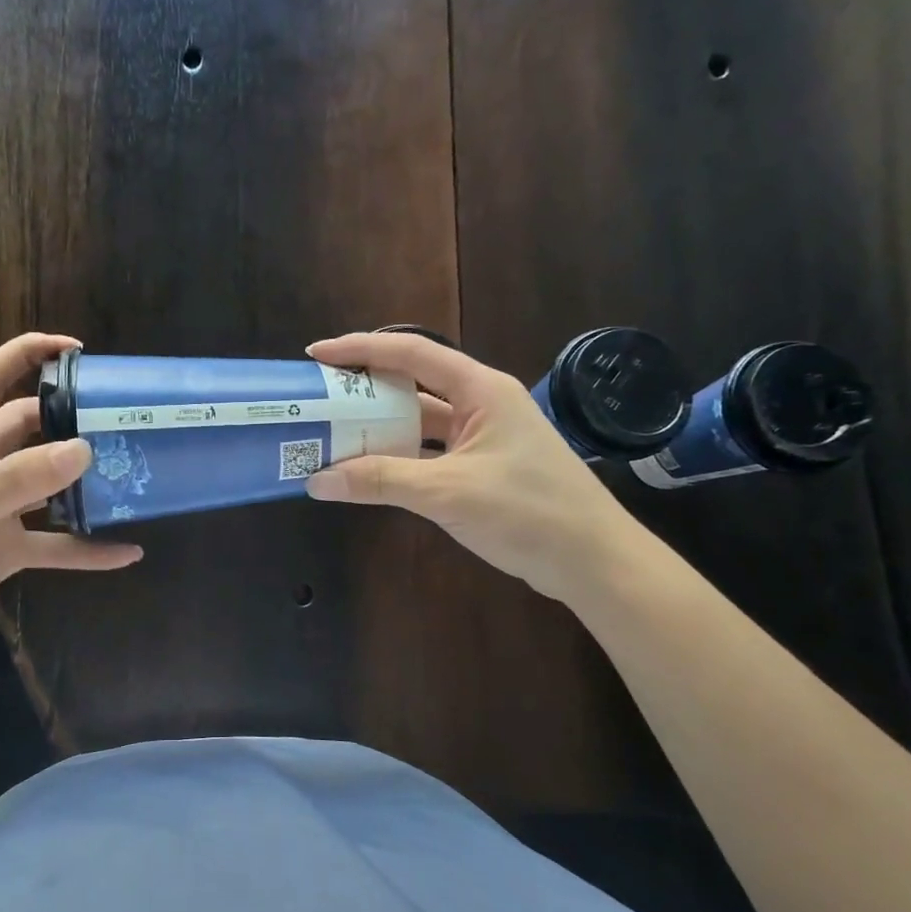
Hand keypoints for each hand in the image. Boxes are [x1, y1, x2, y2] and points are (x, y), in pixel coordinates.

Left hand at [0, 333, 141, 664]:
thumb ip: (17, 479)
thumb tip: (83, 449)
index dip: (27, 354)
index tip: (76, 350)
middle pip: (30, 429)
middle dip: (68, 419)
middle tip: (118, 419)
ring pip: (49, 486)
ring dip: (84, 483)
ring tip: (131, 476)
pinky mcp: (7, 551)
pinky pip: (56, 545)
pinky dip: (88, 549)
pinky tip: (126, 552)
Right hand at [304, 332, 641, 603]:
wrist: (593, 562)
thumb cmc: (528, 512)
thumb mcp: (448, 493)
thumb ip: (381, 481)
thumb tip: (316, 480)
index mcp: (481, 390)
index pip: (411, 354)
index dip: (360, 349)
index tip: (316, 354)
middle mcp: (481, 404)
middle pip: (411, 385)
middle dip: (363, 390)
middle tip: (318, 398)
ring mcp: (482, 437)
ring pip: (418, 422)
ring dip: (378, 428)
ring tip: (331, 434)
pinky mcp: (481, 467)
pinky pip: (428, 452)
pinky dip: (397, 458)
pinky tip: (367, 470)